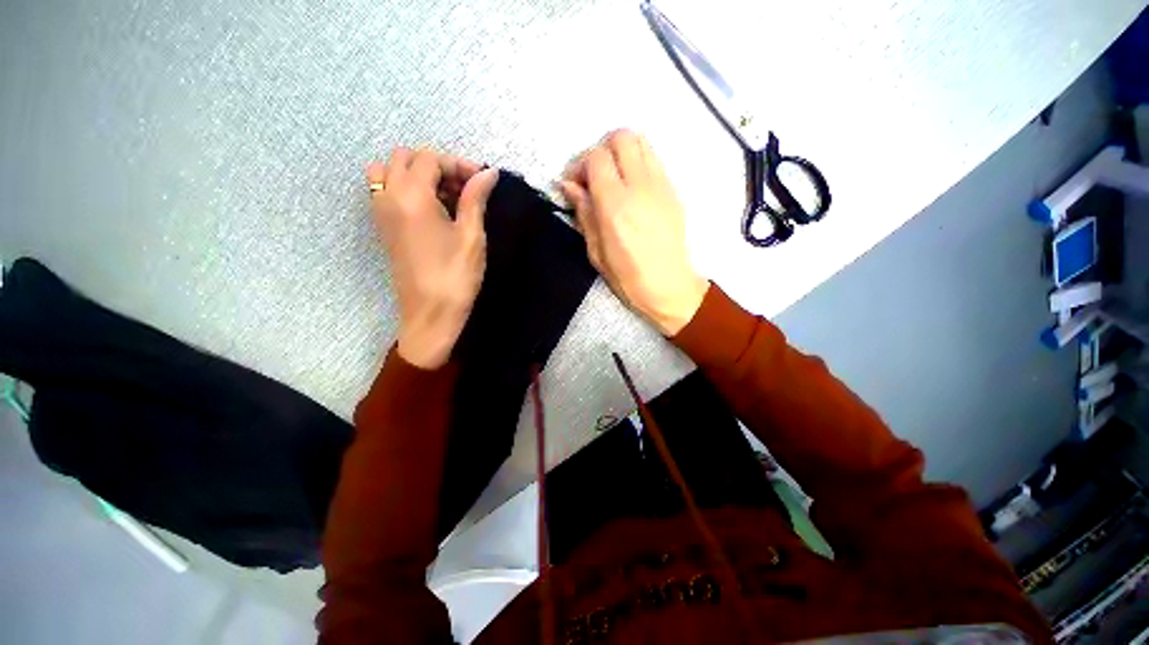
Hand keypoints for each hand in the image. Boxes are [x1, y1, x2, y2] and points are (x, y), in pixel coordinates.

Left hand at [368, 149, 498, 368]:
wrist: (431, 313)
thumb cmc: (456, 276)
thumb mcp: (471, 236)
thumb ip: (475, 198)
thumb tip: (488, 172)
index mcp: (411, 196)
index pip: (430, 159)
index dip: (458, 164)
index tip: (481, 180)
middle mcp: (388, 197)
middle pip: (405, 158)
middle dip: (437, 165)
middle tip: (465, 187)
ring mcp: (380, 212)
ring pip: (390, 171)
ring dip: (418, 174)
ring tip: (446, 195)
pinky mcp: (382, 227)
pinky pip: (385, 190)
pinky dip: (406, 188)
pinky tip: (432, 209)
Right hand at [560, 130, 707, 335]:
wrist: (669, 286)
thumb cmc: (627, 276)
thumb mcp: (595, 251)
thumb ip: (584, 212)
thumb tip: (569, 186)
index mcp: (616, 205)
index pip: (596, 157)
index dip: (580, 165)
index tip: (574, 185)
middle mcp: (640, 186)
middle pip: (620, 137)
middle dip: (601, 151)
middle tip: (593, 177)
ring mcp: (661, 185)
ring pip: (641, 141)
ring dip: (621, 152)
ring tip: (613, 179)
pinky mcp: (673, 190)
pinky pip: (653, 159)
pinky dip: (637, 163)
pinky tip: (631, 188)